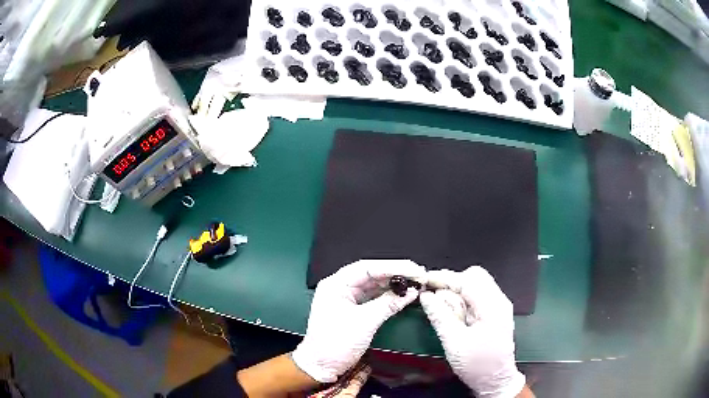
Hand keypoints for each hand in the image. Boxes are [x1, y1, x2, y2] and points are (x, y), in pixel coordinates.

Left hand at [292, 259, 425, 382]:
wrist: (321, 366)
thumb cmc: (335, 344)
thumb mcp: (364, 322)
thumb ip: (388, 304)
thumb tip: (410, 292)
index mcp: (335, 285)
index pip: (367, 268)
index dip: (393, 266)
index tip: (413, 269)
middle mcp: (340, 287)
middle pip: (372, 274)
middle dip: (396, 274)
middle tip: (418, 274)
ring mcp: (346, 298)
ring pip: (374, 285)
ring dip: (394, 284)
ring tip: (415, 282)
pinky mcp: (353, 309)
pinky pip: (373, 297)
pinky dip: (389, 296)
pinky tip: (403, 294)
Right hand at [420, 266, 525, 396]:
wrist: (496, 380)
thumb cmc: (477, 364)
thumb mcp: (454, 343)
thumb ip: (440, 317)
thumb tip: (426, 296)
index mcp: (492, 307)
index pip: (468, 280)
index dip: (445, 278)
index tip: (425, 280)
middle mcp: (499, 300)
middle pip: (475, 276)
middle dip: (453, 282)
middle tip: (434, 296)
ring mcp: (499, 305)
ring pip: (477, 284)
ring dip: (458, 291)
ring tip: (444, 308)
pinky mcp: (495, 312)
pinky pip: (478, 295)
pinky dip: (464, 299)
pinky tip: (455, 313)